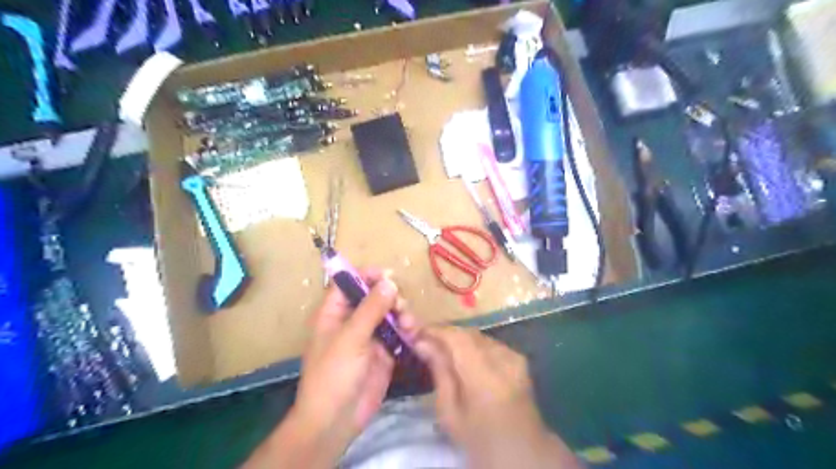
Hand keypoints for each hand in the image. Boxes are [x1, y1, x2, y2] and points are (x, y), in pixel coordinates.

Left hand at [293, 271, 397, 442]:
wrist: (336, 420)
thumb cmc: (334, 374)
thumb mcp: (351, 337)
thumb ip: (371, 308)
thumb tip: (389, 282)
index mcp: (334, 314)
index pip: (348, 284)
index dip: (365, 276)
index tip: (388, 275)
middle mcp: (352, 321)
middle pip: (373, 297)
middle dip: (389, 297)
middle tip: (400, 305)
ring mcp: (369, 337)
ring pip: (389, 314)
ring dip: (401, 314)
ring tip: (408, 324)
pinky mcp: (384, 353)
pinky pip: (398, 333)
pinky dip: (407, 331)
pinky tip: (413, 334)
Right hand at [411, 326, 583, 468]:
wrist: (522, 450)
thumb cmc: (479, 438)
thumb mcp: (450, 412)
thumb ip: (439, 371)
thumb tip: (422, 342)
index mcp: (484, 375)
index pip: (456, 337)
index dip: (434, 330)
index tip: (414, 331)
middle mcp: (502, 358)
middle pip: (467, 333)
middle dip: (444, 333)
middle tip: (423, 339)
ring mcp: (514, 356)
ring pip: (478, 335)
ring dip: (458, 338)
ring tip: (440, 347)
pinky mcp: (518, 357)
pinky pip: (488, 342)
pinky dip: (472, 344)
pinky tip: (462, 356)